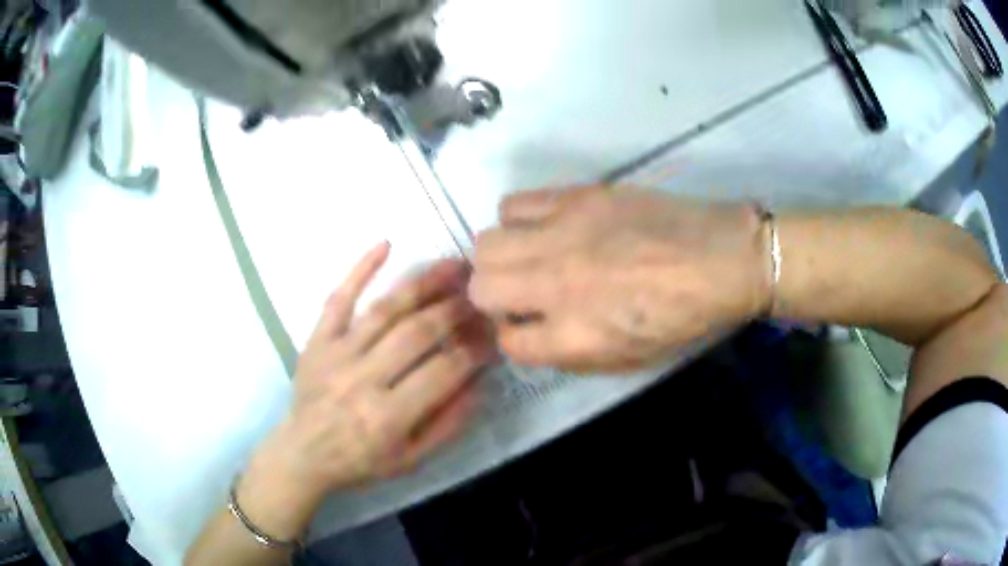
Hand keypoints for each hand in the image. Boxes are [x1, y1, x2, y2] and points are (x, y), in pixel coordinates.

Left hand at [238, 242, 493, 539]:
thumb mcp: (411, 459)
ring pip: (385, 310)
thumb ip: (448, 424)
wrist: (303, 453)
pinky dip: (360, 269)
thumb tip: (480, 382)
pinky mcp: (317, 339)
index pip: (444, 371)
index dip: (476, 348)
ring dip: (423, 283)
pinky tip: (385, 244)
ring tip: (454, 265)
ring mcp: (336, 354)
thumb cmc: (360, 461)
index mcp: (388, 416)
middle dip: (456, 309)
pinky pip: (338, 299)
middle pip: (417, 332)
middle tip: (482, 291)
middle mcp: (363, 379)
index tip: (495, 331)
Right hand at [470, 187, 770, 373]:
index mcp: (574, 336)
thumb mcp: (629, 358)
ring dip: (502, 256)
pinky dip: (519, 219)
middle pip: (481, 287)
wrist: (723, 259)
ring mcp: (562, 236)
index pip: (507, 340)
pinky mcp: (575, 198)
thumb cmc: (684, 318)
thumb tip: (534, 332)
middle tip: (522, 292)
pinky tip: (545, 226)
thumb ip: (571, 352)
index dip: (517, 335)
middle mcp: (555, 285)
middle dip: (495, 296)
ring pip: (487, 243)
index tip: (532, 326)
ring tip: (531, 255)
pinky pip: (514, 203)